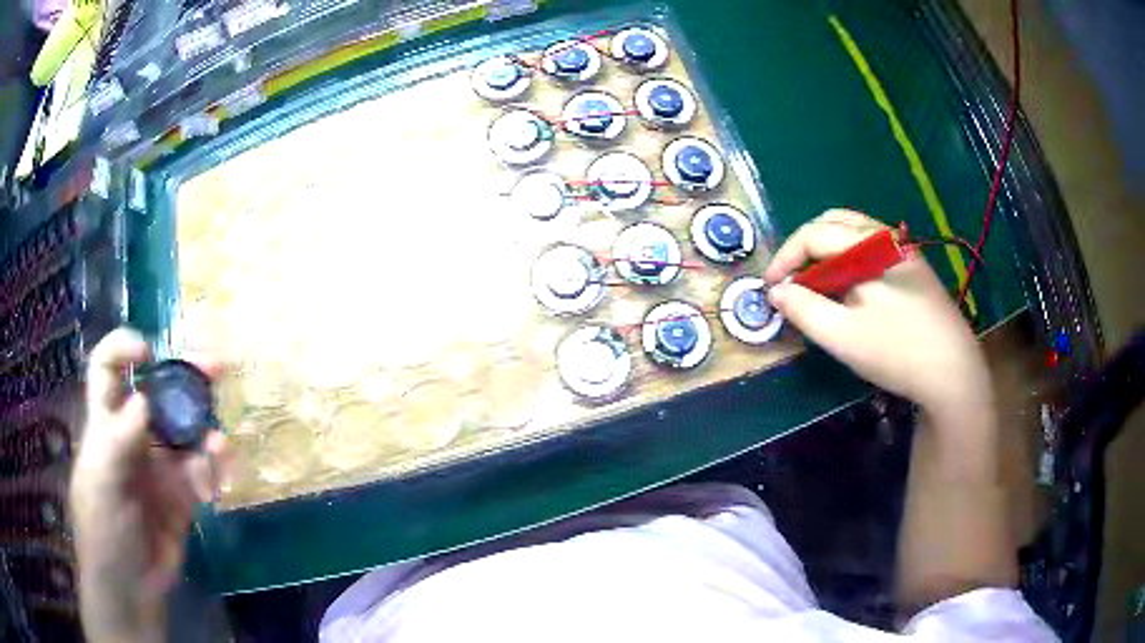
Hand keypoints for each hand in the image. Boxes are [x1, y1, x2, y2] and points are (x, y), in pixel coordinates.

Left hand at [70, 328, 227, 642]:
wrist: (130, 591)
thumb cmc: (102, 532)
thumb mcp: (101, 484)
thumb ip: (118, 441)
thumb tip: (144, 399)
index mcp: (105, 425)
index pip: (108, 370)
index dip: (124, 349)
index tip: (150, 351)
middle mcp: (133, 437)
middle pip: (157, 391)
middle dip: (185, 374)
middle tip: (218, 366)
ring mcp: (158, 467)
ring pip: (185, 431)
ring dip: (205, 429)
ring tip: (219, 446)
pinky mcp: (181, 496)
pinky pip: (201, 472)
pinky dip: (213, 469)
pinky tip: (218, 477)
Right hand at [765, 210, 992, 420]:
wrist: (953, 371)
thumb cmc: (896, 351)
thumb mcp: (842, 336)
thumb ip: (804, 309)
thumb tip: (777, 291)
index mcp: (867, 246)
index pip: (813, 235)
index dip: (785, 258)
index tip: (770, 288)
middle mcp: (885, 236)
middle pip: (833, 223)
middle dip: (805, 248)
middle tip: (793, 281)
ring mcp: (903, 250)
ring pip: (854, 233)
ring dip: (828, 252)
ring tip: (818, 285)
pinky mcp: (915, 267)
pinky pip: (872, 248)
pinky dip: (849, 259)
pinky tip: (851, 290)